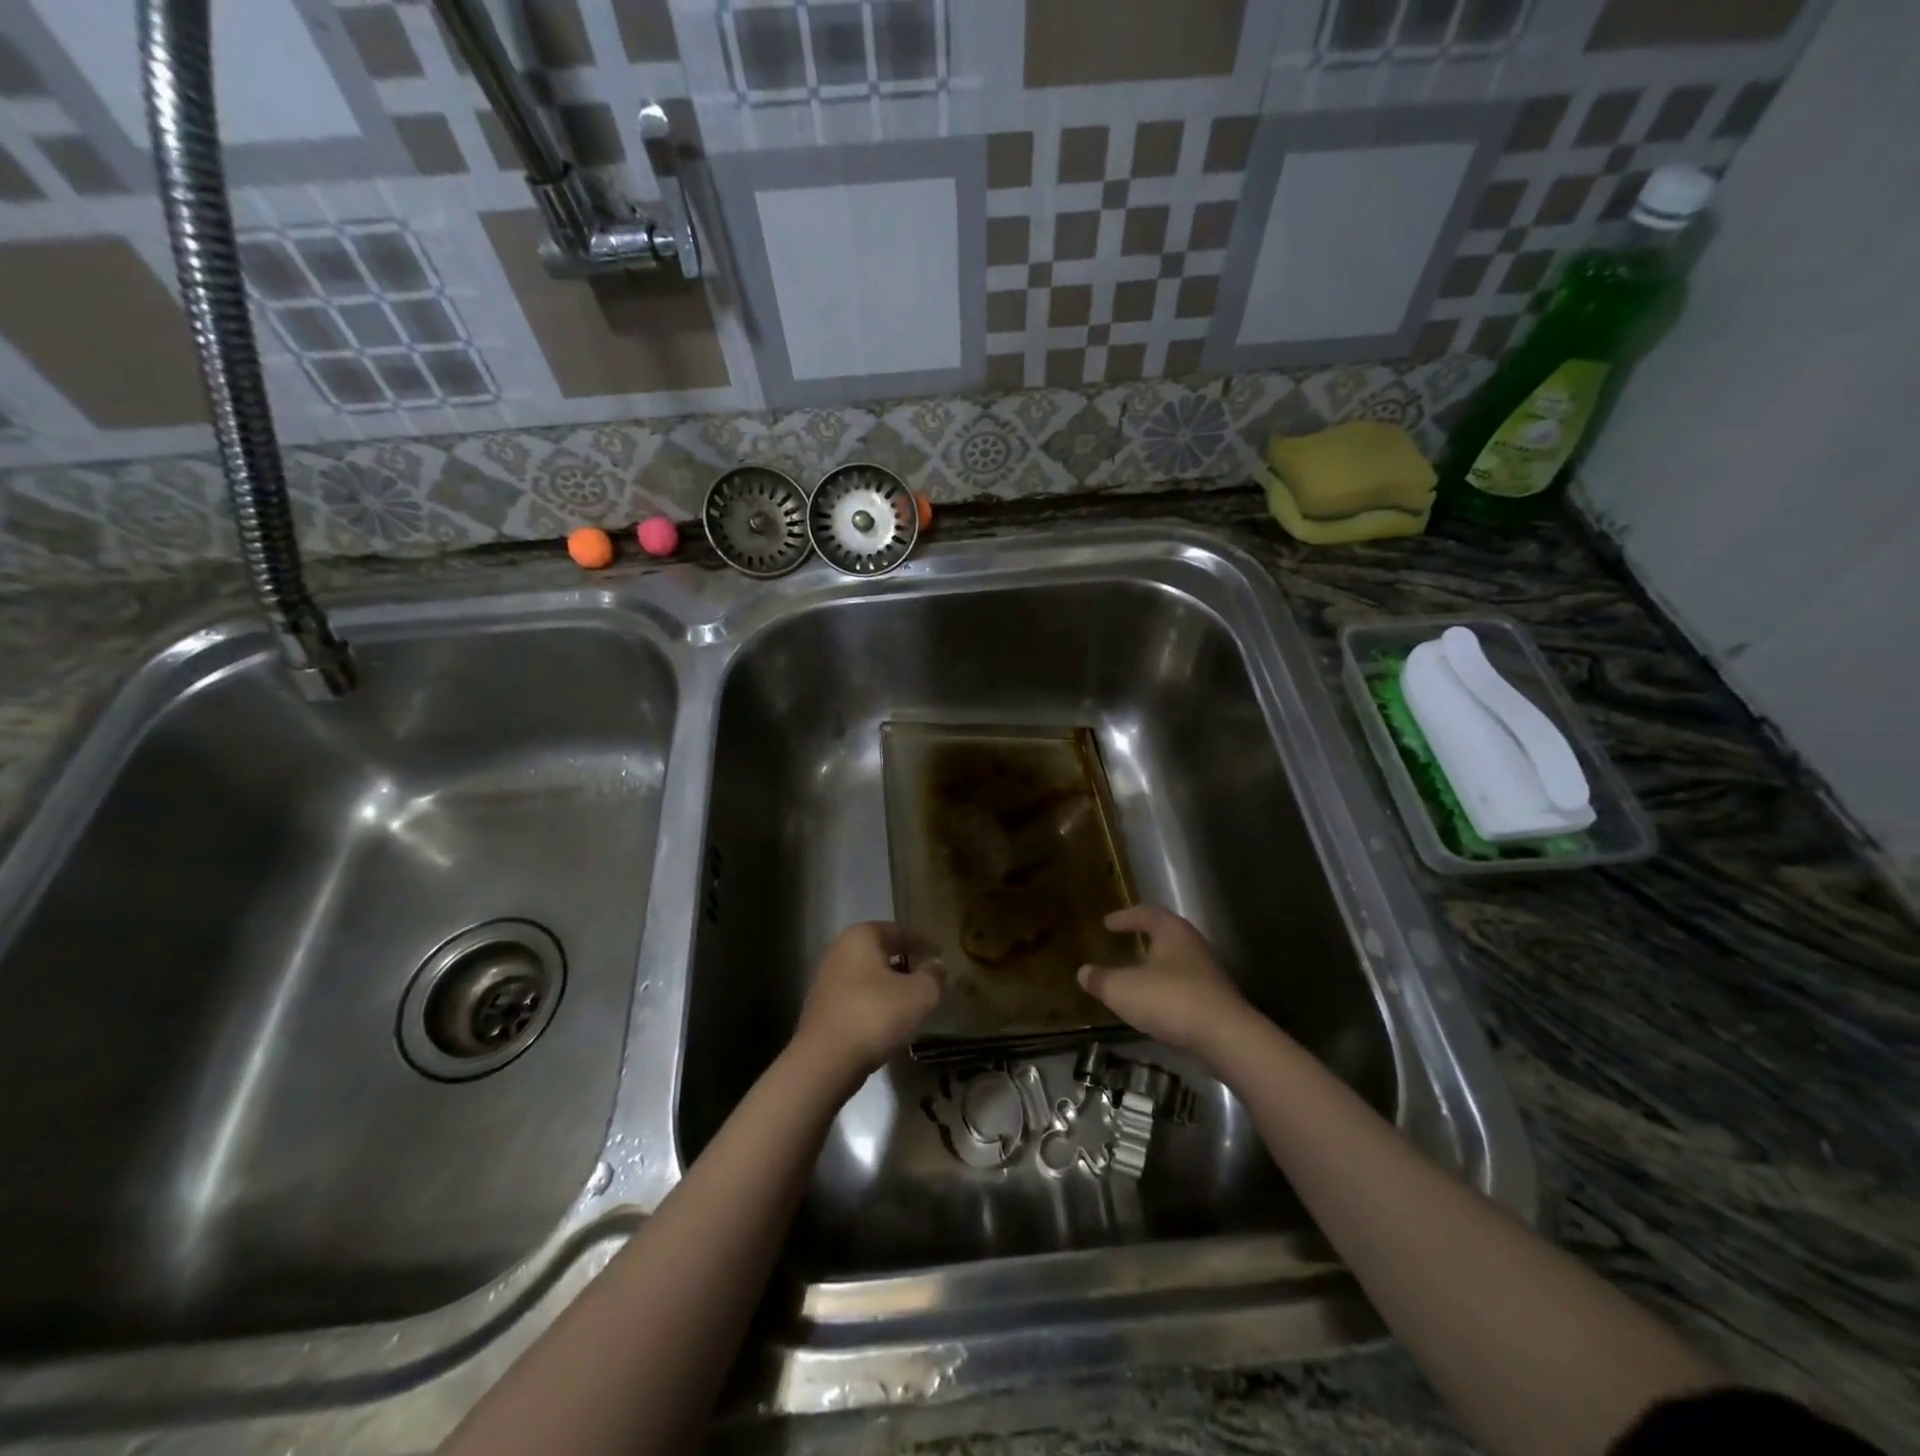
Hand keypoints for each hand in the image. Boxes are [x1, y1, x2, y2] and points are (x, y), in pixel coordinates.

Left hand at [793, 922, 942, 1079]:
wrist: (825, 1062)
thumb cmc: (876, 1015)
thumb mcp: (920, 995)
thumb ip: (934, 977)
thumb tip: (937, 966)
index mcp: (861, 936)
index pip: (898, 931)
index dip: (921, 942)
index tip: (939, 954)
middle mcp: (839, 951)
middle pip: (880, 952)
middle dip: (904, 963)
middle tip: (927, 977)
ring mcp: (826, 981)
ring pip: (867, 977)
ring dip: (889, 986)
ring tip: (911, 1002)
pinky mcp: (822, 1009)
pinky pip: (856, 999)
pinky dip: (874, 1004)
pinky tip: (888, 1022)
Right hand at [1078, 906, 1250, 1055]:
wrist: (1225, 1036)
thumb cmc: (1170, 999)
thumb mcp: (1123, 990)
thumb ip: (1101, 980)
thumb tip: (1083, 972)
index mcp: (1172, 932)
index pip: (1147, 913)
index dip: (1125, 917)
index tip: (1107, 923)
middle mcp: (1193, 945)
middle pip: (1167, 934)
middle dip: (1145, 937)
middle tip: (1126, 941)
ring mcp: (1209, 972)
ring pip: (1178, 961)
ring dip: (1158, 965)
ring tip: (1138, 975)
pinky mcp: (1216, 999)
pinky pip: (1186, 985)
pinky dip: (1168, 989)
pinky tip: (1157, 1004)